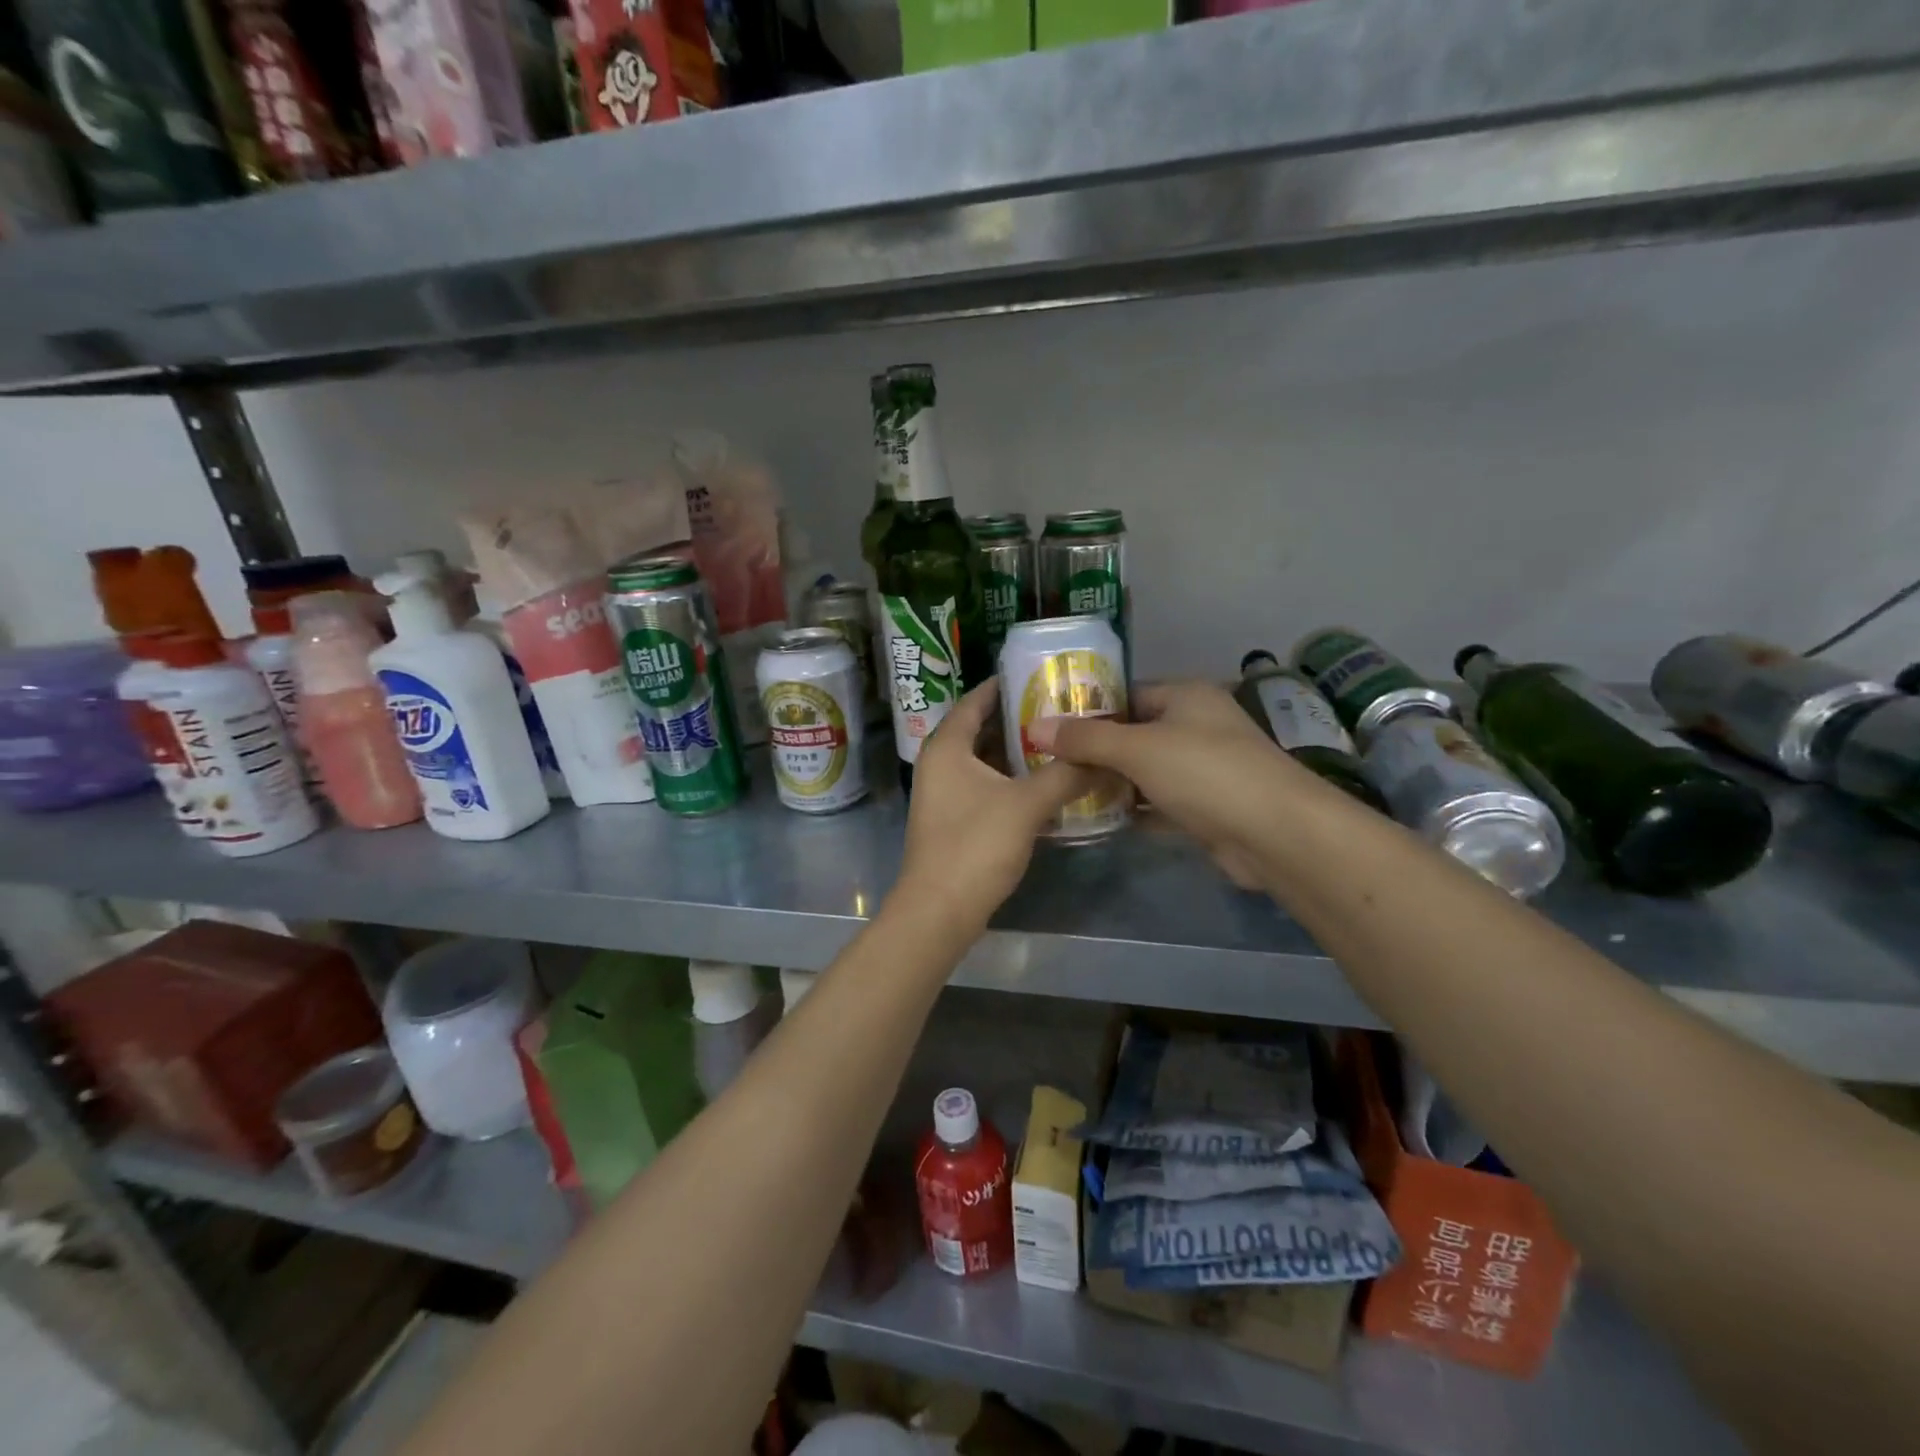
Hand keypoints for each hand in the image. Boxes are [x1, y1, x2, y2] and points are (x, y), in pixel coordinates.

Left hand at [894, 680, 1096, 932]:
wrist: (940, 910)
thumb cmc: (976, 845)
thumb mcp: (1027, 804)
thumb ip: (1066, 775)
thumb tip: (1105, 757)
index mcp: (947, 747)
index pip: (974, 702)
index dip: (1001, 685)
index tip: (1035, 674)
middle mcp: (940, 764)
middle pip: (979, 730)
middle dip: (1016, 718)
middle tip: (1058, 707)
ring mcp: (944, 794)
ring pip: (984, 761)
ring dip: (1016, 752)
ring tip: (1058, 740)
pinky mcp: (953, 820)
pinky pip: (984, 785)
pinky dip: (1010, 779)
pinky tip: (1043, 782)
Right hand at [1025, 681, 1306, 890]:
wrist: (1275, 833)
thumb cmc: (1204, 772)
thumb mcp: (1138, 749)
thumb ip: (1086, 740)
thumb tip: (1035, 727)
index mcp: (1186, 697)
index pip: (1127, 695)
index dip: (1089, 710)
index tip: (1049, 728)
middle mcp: (1196, 726)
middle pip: (1134, 734)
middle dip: (1095, 751)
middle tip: (1048, 764)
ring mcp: (1203, 769)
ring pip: (1145, 771)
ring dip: (1112, 783)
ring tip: (1063, 791)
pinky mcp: (1205, 808)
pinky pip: (1158, 803)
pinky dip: (1133, 810)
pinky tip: (1097, 819)